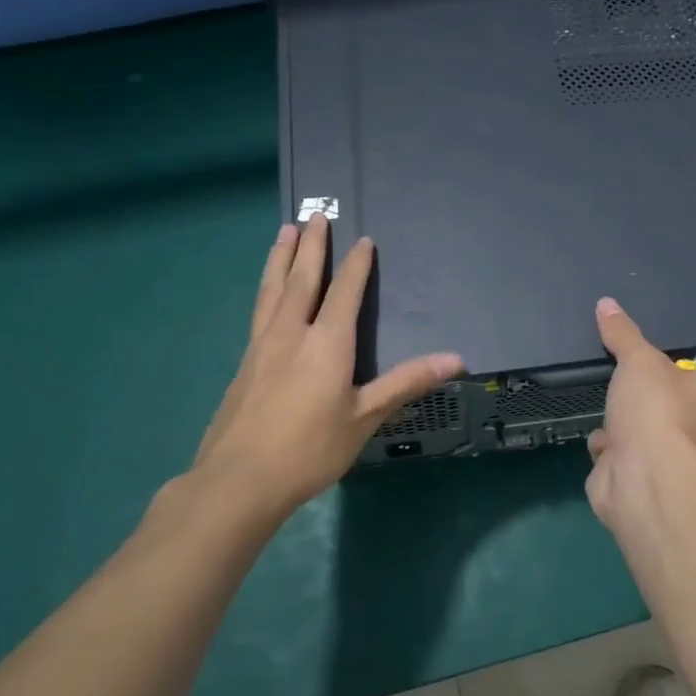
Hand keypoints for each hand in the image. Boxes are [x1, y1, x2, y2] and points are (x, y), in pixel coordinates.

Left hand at [170, 217, 464, 536]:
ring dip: (281, 257)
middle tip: (316, 215)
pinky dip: (266, 286)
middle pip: (302, 278)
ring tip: (284, 231)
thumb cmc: (310, 449)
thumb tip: (456, 359)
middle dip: (312, 246)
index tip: (362, 240)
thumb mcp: (365, 417)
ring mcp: (262, 346)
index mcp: (326, 343)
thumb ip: (407, 383)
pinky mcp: (245, 363)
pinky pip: (259, 309)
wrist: (239, 480)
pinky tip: (267, 292)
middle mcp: (292, 333)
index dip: (356, 265)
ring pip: (273, 288)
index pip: (345, 292)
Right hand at [585, 295, 695, 524]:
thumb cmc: (657, 409)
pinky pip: (629, 460)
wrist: (643, 476)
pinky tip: (602, 444)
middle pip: (677, 411)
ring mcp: (680, 465)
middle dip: (649, 405)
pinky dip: (612, 452)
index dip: (681, 376)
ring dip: (627, 429)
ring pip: (651, 437)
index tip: (656, 369)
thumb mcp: (638, 360)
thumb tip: (606, 302)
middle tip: (627, 391)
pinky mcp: (651, 484)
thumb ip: (623, 334)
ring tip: (610, 415)